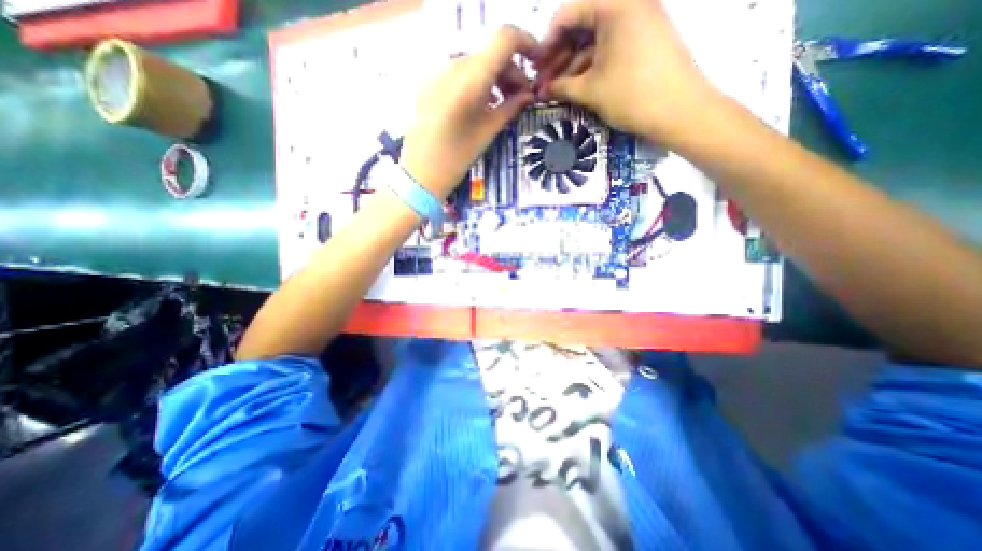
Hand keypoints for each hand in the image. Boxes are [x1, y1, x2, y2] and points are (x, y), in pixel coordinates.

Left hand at [399, 27, 535, 199]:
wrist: (420, 172)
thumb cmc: (457, 157)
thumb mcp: (488, 132)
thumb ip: (511, 107)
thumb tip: (528, 94)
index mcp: (471, 77)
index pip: (505, 38)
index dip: (526, 43)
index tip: (536, 64)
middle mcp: (454, 65)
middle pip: (490, 53)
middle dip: (511, 70)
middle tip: (521, 96)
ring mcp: (438, 72)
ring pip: (475, 63)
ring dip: (494, 77)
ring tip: (503, 102)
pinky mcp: (430, 82)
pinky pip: (460, 72)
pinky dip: (477, 82)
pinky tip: (482, 103)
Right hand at [535, 1, 722, 146]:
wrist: (679, 111)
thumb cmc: (631, 96)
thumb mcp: (589, 91)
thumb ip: (560, 86)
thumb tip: (542, 90)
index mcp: (613, 5)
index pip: (567, 14)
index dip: (547, 43)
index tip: (536, 68)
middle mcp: (628, 4)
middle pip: (581, 25)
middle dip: (559, 56)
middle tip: (545, 83)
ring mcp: (639, 19)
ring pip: (595, 39)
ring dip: (573, 64)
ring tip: (558, 90)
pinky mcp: (645, 38)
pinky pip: (610, 46)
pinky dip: (592, 65)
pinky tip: (578, 85)